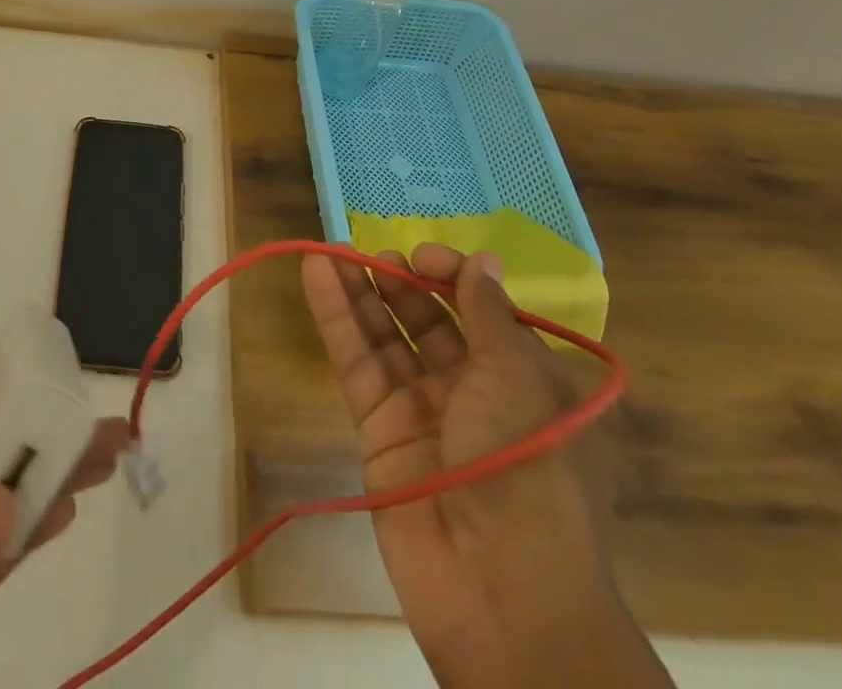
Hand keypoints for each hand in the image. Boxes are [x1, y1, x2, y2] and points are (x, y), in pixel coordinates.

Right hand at [302, 245, 670, 688]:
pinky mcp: (378, 430)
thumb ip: (487, 313)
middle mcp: (470, 388)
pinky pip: (356, 363)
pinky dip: (335, 318)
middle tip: (370, 253)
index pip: (477, 309)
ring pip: (383, 336)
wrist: (501, 591)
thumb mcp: (516, 376)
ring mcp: (420, 410)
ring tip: (328, 249)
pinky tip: (317, 275)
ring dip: (357, 291)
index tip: (422, 256)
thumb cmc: (524, 465)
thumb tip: (482, 259)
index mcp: (517, 375)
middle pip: (426, 319)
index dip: (450, 276)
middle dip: (399, 281)